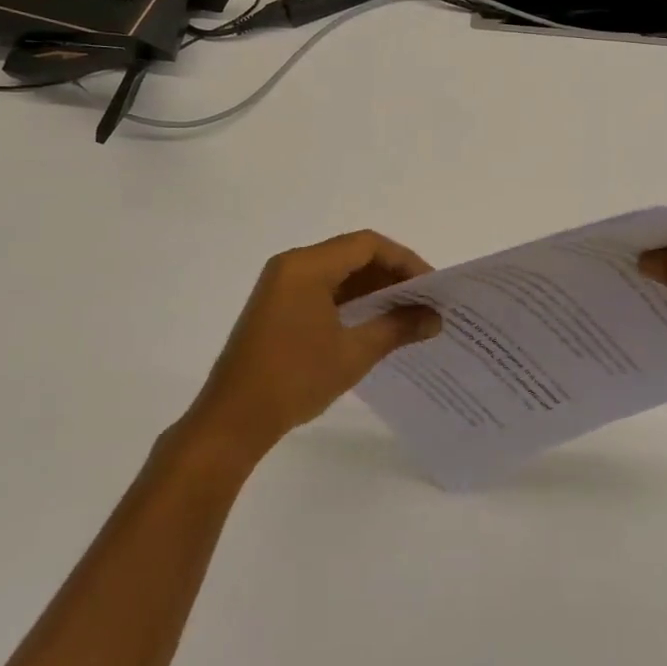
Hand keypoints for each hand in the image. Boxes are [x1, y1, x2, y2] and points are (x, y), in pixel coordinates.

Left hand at [184, 230, 440, 461]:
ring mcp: (281, 285)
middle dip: (391, 273)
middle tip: (424, 299)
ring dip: (372, 288)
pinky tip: (374, 322)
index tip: (431, 285)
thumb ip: (396, 327)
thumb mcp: (353, 353)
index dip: (404, 260)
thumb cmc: (294, 379)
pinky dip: (351, 300)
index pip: (366, 245)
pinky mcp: (277, 306)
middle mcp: (292, 265)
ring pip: (338, 272)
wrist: (232, 421)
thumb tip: (434, 318)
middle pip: (352, 254)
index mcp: (306, 266)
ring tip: (407, 312)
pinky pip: (322, 289)